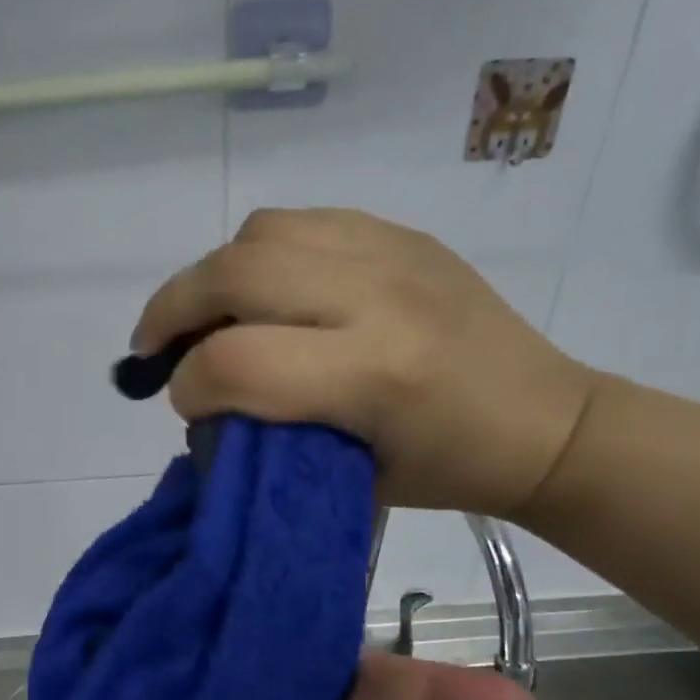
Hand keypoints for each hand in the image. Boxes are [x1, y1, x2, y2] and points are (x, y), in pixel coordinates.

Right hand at [132, 207, 599, 516]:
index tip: (185, 407)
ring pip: (260, 233)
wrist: (545, 419)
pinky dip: (260, 253)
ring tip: (205, 315)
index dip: (188, 387)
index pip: (237, 363)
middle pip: (234, 274)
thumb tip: (206, 404)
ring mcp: (392, 253)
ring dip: (212, 275)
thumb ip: (271, 436)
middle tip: (154, 348)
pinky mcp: (401, 234)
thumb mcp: (351, 477)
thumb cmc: (448, 470)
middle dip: (172, 311)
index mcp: (374, 374)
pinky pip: (302, 221)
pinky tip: (262, 290)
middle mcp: (378, 296)